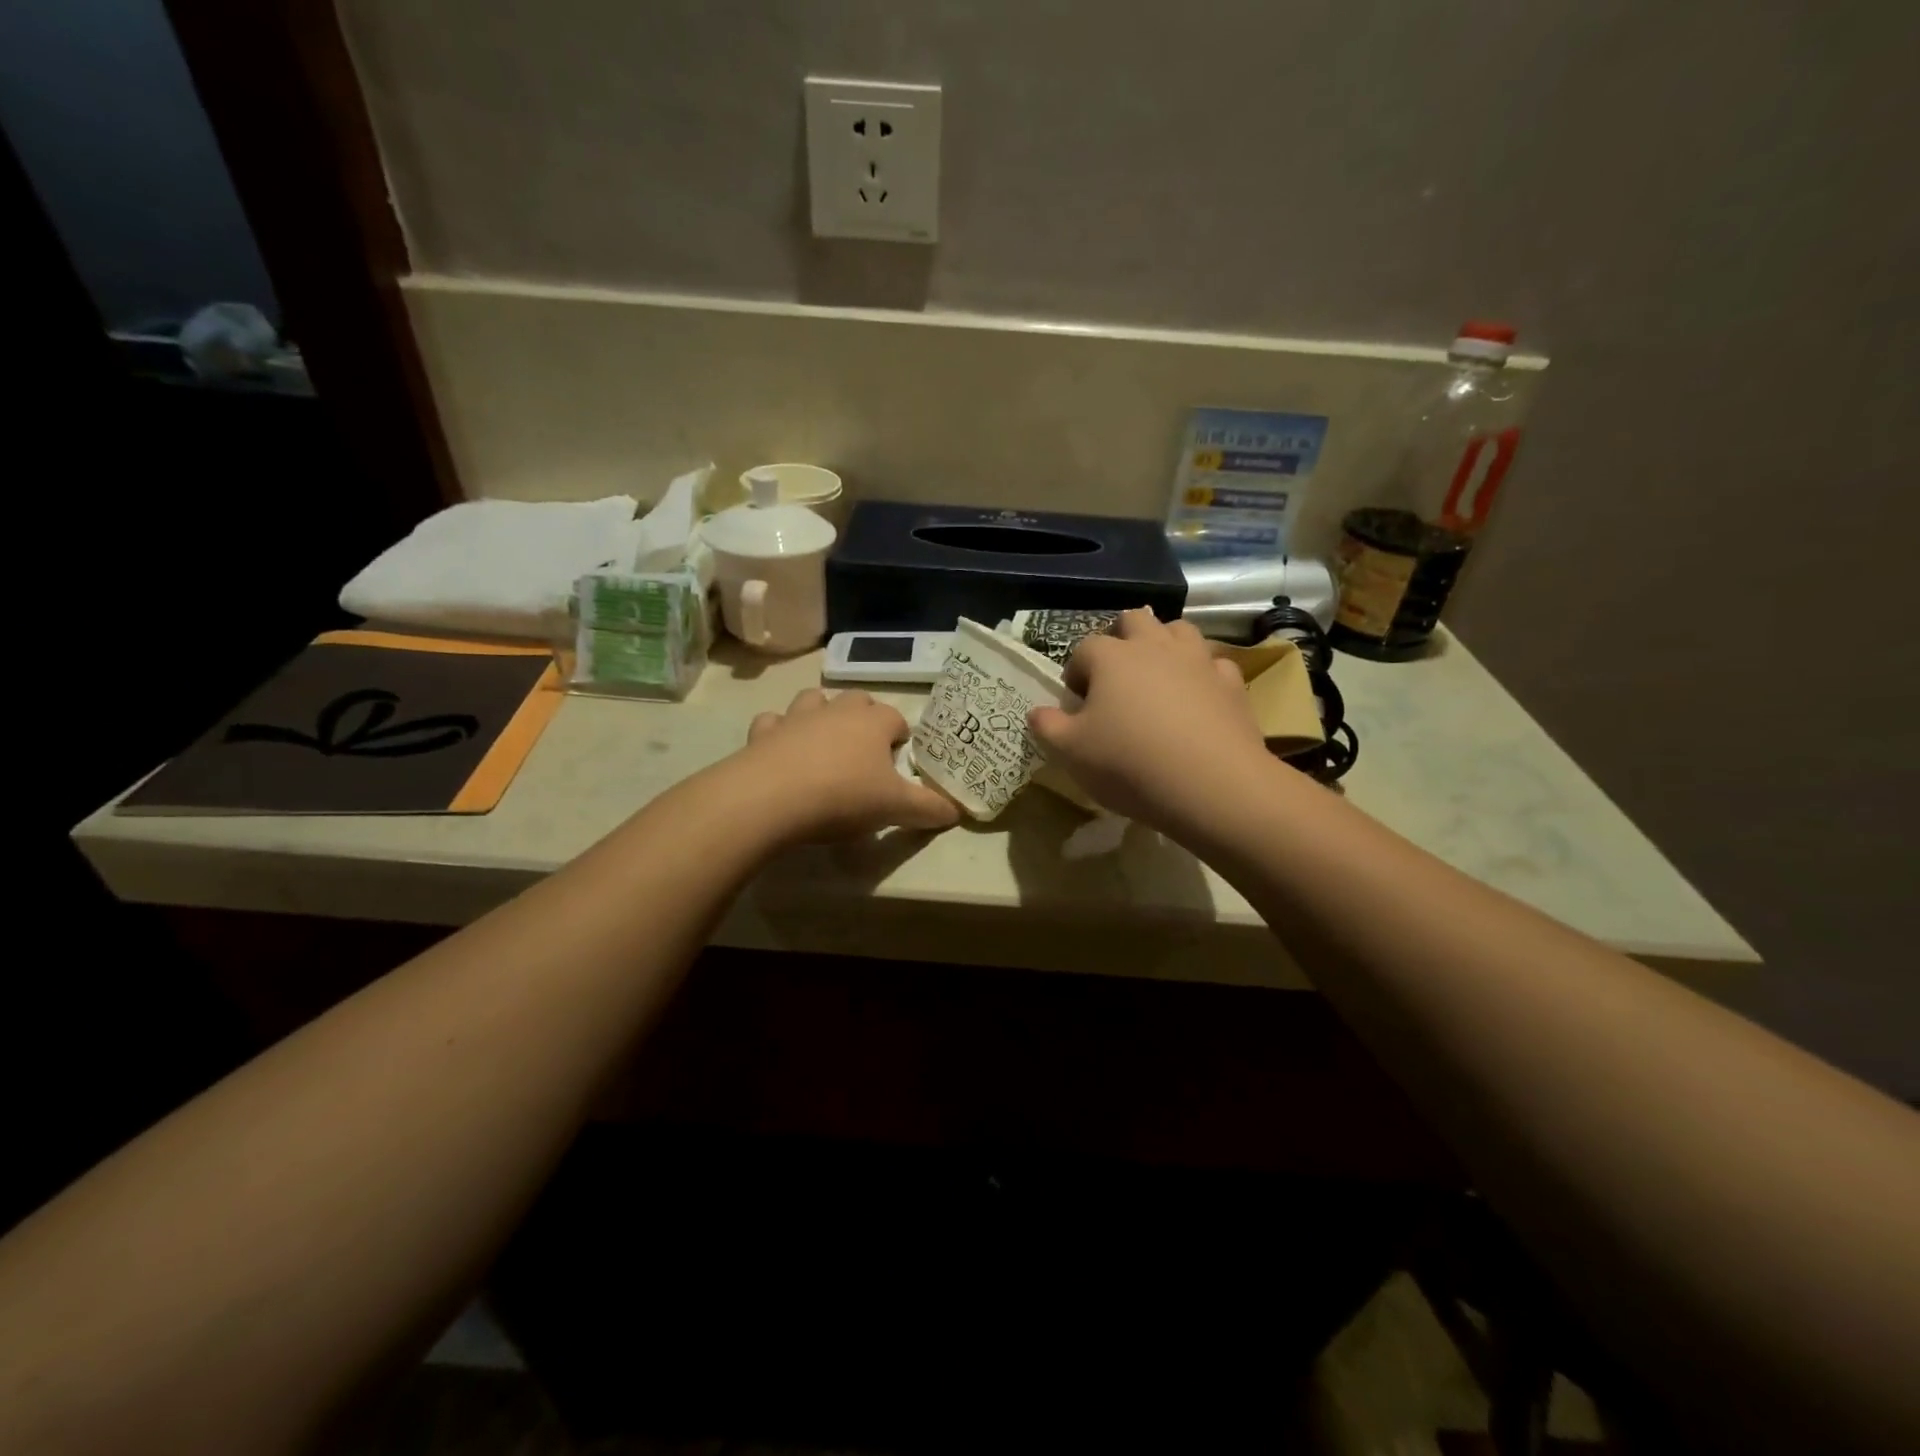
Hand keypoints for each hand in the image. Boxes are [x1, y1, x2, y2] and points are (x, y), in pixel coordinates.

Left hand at [735, 688, 960, 841]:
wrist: (772, 799)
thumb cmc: (843, 797)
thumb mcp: (895, 808)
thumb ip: (928, 808)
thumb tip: (956, 812)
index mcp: (873, 723)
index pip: (896, 719)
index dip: (901, 739)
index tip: (899, 763)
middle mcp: (837, 710)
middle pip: (858, 700)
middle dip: (865, 719)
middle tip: (865, 753)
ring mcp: (797, 717)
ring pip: (815, 700)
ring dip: (822, 715)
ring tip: (824, 744)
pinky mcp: (764, 732)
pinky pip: (773, 722)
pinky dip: (779, 732)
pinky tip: (781, 752)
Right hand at [1027, 609, 1273, 832]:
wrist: (1212, 785)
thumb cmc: (1129, 764)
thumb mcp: (1071, 753)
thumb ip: (1048, 727)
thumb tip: (1037, 712)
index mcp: (1111, 657)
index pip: (1084, 649)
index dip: (1076, 673)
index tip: (1077, 705)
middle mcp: (1155, 646)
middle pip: (1134, 621)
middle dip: (1121, 639)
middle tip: (1115, 678)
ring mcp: (1198, 661)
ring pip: (1179, 631)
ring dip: (1164, 645)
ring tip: (1157, 678)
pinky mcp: (1232, 683)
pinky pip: (1214, 665)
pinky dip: (1202, 675)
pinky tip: (1198, 700)